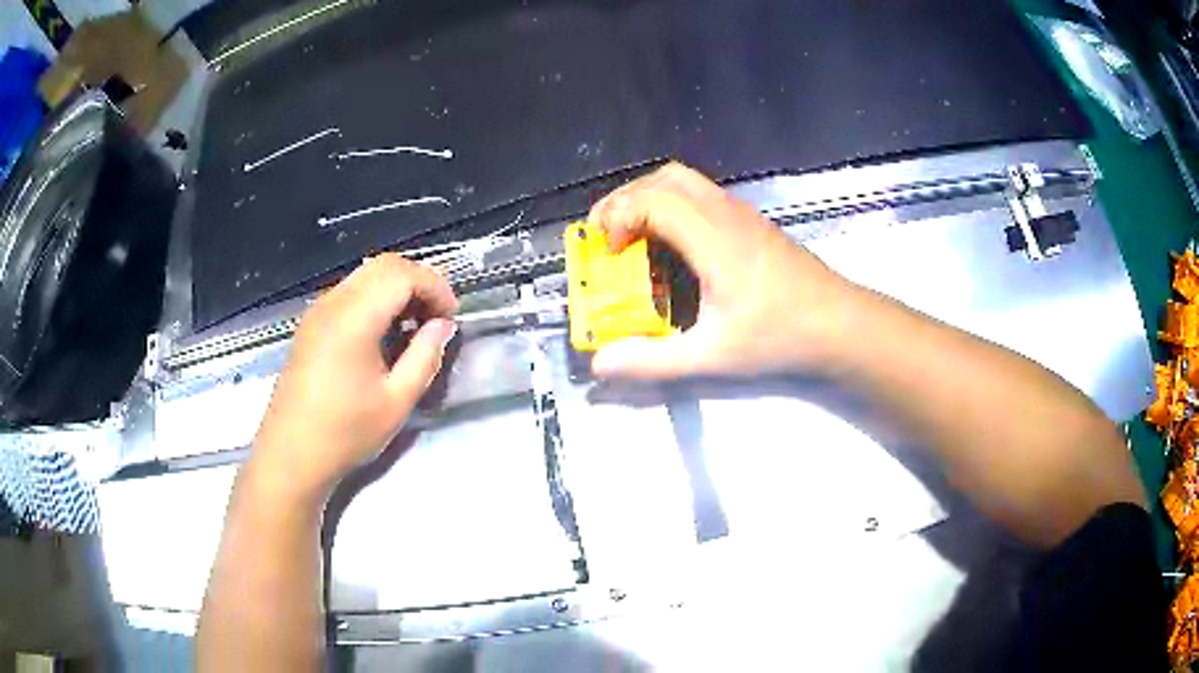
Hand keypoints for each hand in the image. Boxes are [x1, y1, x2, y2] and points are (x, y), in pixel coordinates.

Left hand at [249, 254, 457, 500]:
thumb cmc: (344, 433)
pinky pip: (350, 292)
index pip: (402, 274)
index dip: (434, 287)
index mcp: (354, 319)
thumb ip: (425, 357)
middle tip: (436, 318)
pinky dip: (376, 299)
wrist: (291, 455)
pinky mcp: (311, 324)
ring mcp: (318, 311)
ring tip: (414, 327)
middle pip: (384, 265)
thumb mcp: (397, 402)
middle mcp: (333, 303)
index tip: (451, 318)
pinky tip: (384, 334)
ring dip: (396, 289)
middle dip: (418, 282)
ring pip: (366, 275)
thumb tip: (442, 326)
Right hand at [588, 162, 857, 378]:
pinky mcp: (752, 220)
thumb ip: (653, 361)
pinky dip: (673, 204)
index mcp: (713, 237)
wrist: (840, 323)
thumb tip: (601, 364)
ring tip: (634, 237)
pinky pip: (701, 193)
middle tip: (608, 237)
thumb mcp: (712, 356)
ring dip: (650, 198)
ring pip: (684, 180)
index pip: (652, 200)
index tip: (609, 254)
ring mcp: (741, 212)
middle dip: (626, 200)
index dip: (618, 217)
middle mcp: (725, 212)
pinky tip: (673, 244)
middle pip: (664, 178)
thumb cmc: (780, 335)